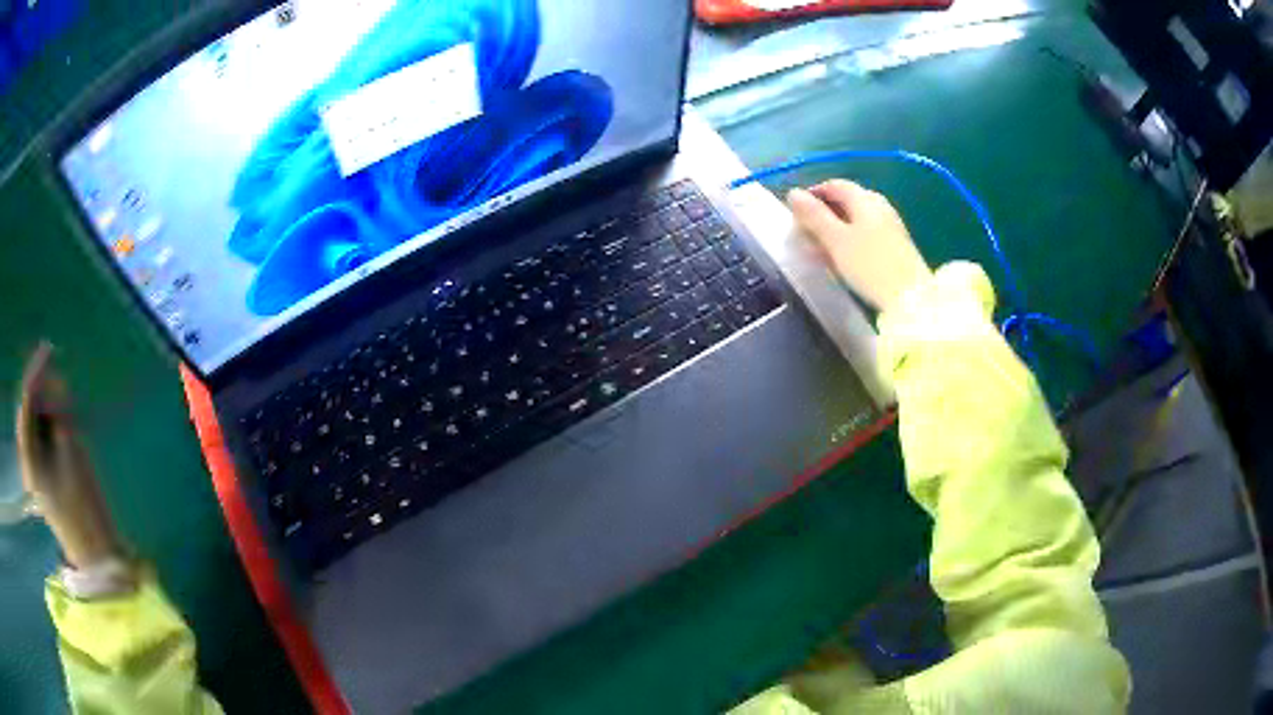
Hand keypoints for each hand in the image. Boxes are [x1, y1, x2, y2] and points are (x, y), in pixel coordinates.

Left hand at [16, 343, 124, 567]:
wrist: (94, 554)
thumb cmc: (83, 508)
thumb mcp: (72, 454)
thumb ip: (60, 414)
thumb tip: (54, 380)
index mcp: (29, 457)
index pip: (26, 401)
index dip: (35, 372)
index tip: (48, 349)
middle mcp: (27, 459)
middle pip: (29, 410)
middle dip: (43, 394)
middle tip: (63, 392)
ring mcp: (34, 468)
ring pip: (36, 422)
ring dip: (49, 412)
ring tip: (68, 421)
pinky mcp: (42, 473)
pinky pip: (42, 436)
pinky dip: (52, 426)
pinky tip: (65, 432)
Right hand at [787, 180, 931, 313]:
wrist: (911, 299)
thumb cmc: (869, 265)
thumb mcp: (836, 240)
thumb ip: (814, 216)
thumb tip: (794, 193)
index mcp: (864, 198)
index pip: (833, 185)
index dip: (812, 196)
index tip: (795, 215)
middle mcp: (878, 205)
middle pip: (845, 201)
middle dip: (822, 215)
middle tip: (804, 235)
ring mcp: (889, 225)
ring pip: (855, 220)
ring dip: (834, 231)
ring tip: (819, 251)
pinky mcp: (895, 245)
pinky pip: (866, 235)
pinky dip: (849, 241)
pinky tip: (841, 259)